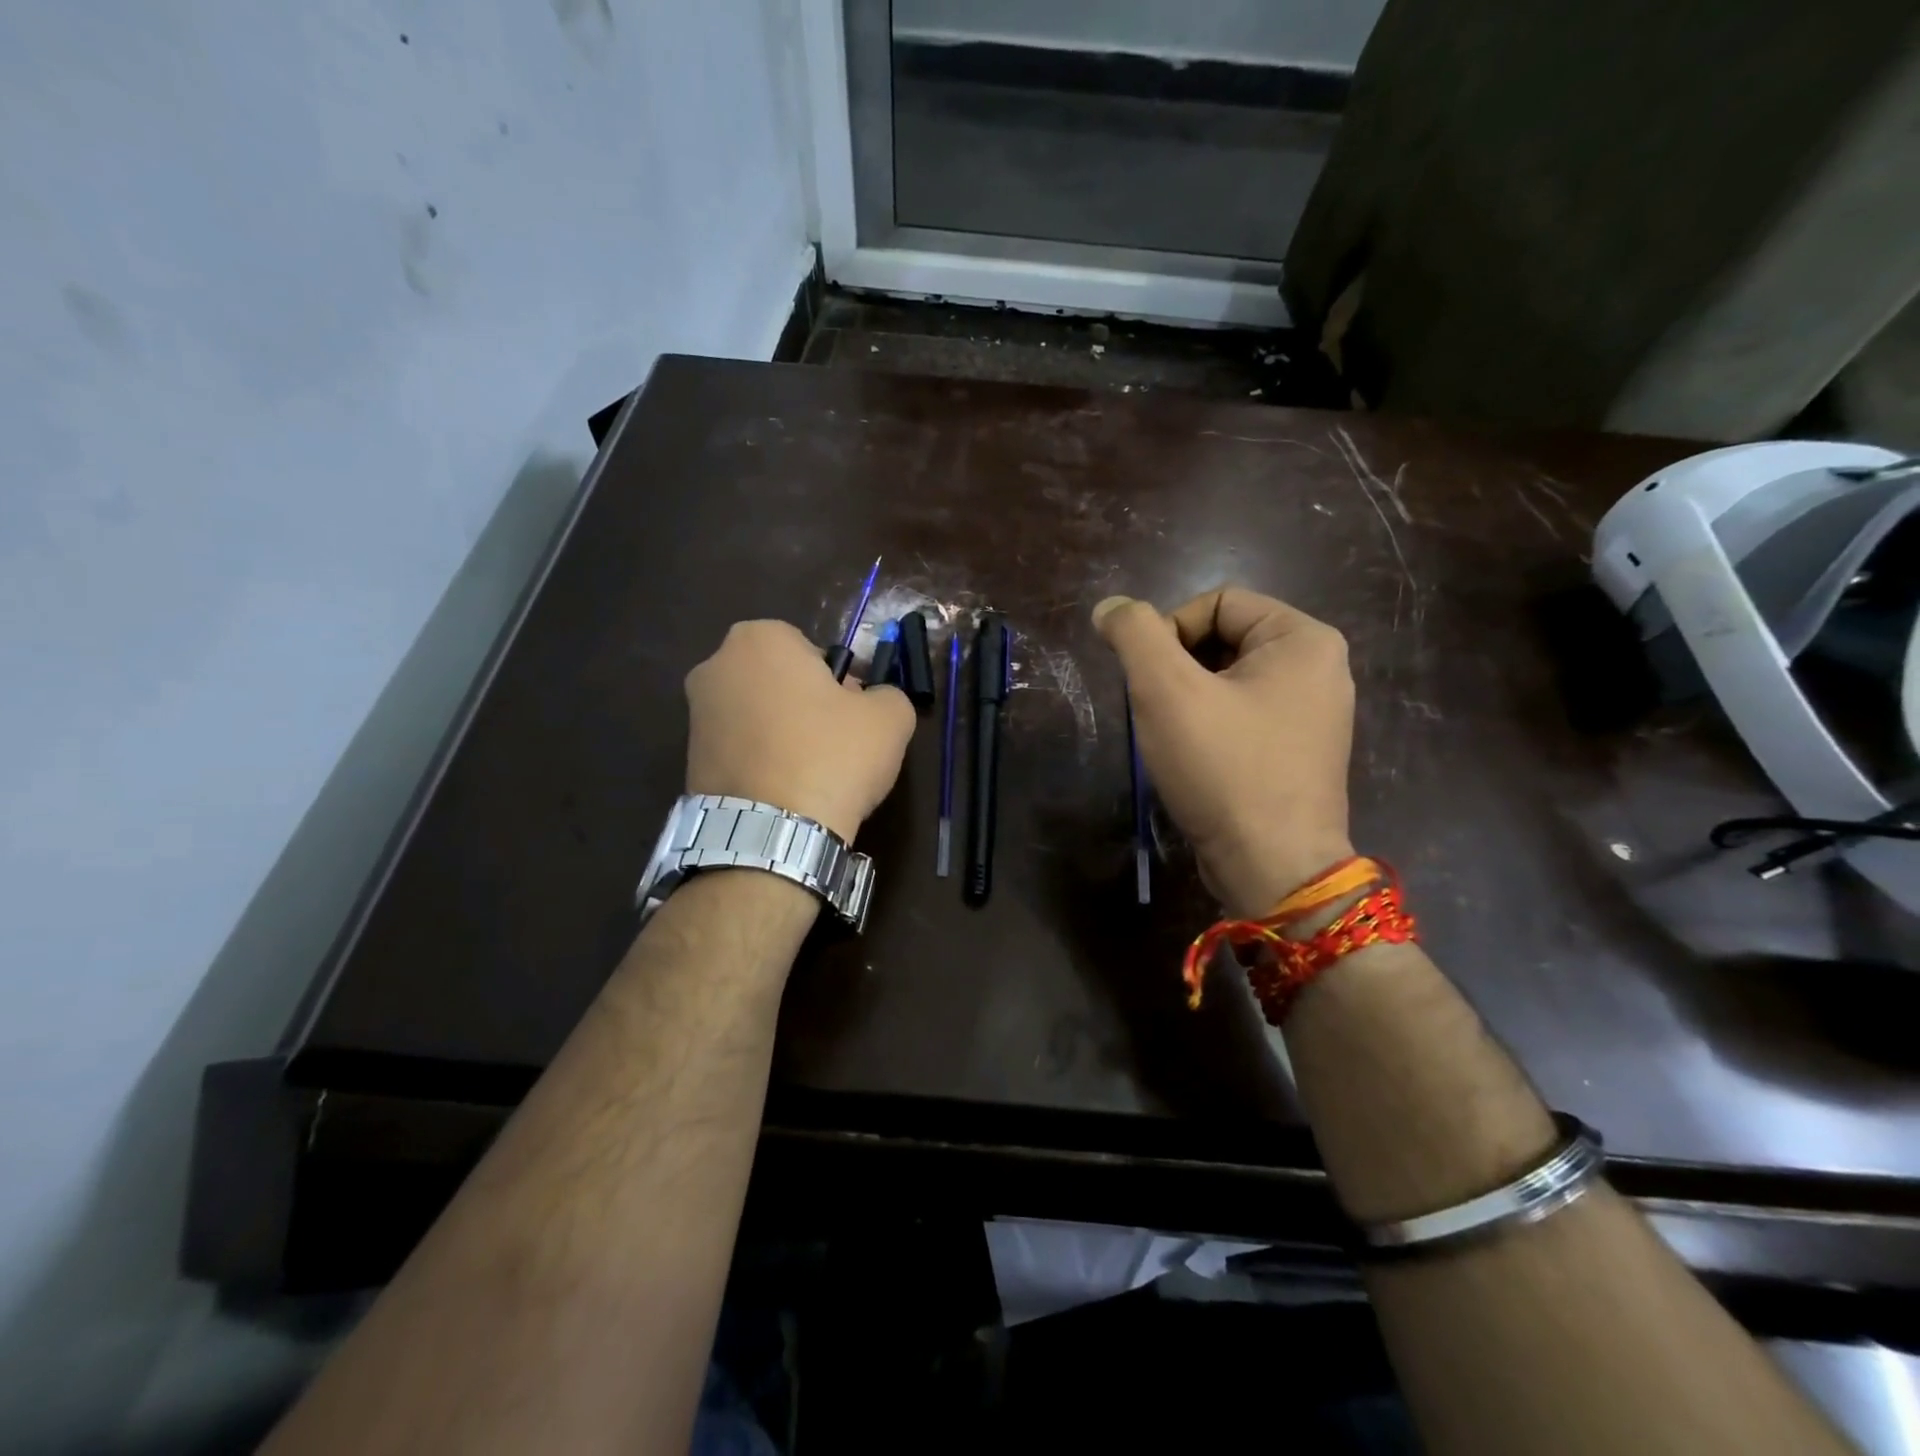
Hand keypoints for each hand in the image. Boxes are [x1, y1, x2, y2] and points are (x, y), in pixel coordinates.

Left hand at [684, 621, 914, 842]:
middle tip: (836, 743)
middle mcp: (715, 667)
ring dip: (783, 736)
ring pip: (758, 716)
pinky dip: (762, 764)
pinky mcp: (689, 761)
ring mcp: (695, 716)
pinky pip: (740, 750)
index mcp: (759, 639)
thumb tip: (874, 701)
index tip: (853, 715)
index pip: (811, 649)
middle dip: (806, 705)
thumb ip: (887, 694)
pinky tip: (784, 792)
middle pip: (779, 681)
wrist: (772, 834)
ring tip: (811, 775)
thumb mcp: (890, 718)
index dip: (839, 682)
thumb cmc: (832, 756)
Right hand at [1094, 586, 1354, 915]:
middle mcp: (1321, 669)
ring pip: (1229, 681)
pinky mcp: (1300, 752)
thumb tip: (1110, 608)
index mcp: (1304, 639)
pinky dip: (1210, 726)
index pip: (1217, 602)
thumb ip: (1134, 634)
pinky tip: (1194, 758)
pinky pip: (1244, 715)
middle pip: (1224, 639)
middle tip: (1157, 710)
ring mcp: (1315, 714)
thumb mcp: (1166, 690)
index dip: (1169, 631)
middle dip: (1178, 668)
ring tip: (1171, 736)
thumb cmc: (1223, 768)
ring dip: (1188, 699)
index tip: (1149, 679)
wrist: (1271, 867)